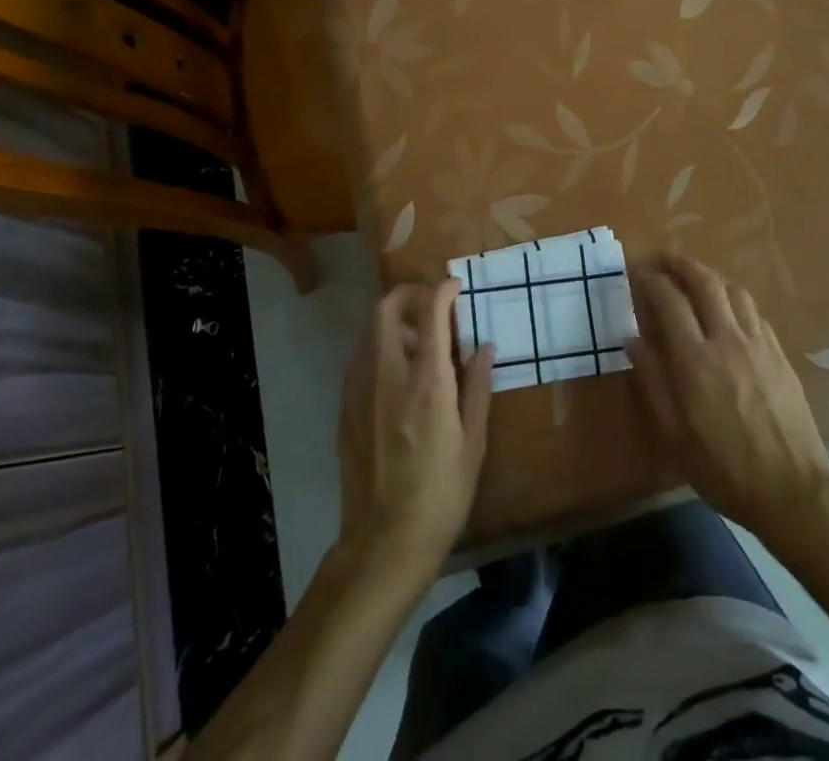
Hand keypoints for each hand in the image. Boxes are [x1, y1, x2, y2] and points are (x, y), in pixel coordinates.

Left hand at [336, 278, 493, 576]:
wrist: (384, 543)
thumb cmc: (441, 495)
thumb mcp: (473, 443)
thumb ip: (477, 387)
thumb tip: (484, 346)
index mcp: (426, 382)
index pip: (431, 313)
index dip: (443, 290)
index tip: (456, 286)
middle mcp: (387, 375)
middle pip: (386, 309)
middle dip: (409, 294)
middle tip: (431, 303)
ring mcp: (359, 390)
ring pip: (369, 331)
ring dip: (393, 322)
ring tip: (418, 341)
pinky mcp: (345, 408)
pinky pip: (360, 360)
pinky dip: (379, 349)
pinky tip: (397, 375)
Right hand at [626, 254, 828, 540]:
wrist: (792, 489)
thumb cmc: (723, 468)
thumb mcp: (674, 436)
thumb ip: (652, 383)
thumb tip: (634, 341)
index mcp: (695, 360)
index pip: (668, 302)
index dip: (650, 281)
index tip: (637, 272)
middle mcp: (726, 340)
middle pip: (703, 282)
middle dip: (680, 264)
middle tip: (663, 259)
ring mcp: (757, 343)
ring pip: (732, 290)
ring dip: (709, 276)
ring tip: (694, 278)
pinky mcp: (779, 352)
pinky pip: (753, 310)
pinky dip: (733, 297)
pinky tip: (728, 308)